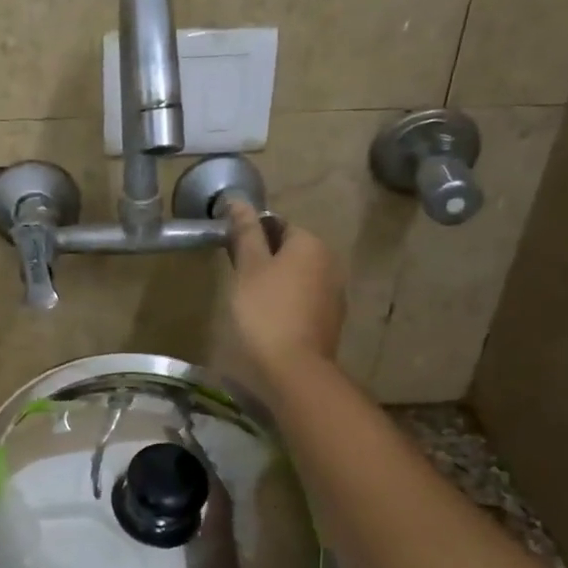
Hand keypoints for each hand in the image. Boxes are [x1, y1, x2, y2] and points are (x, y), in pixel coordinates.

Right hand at [225, 201, 345, 392]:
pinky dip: (288, 302)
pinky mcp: (331, 319)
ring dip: (277, 282)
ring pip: (298, 276)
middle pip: (290, 250)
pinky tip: (270, 319)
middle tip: (238, 279)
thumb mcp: (248, 267)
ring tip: (251, 301)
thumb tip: (238, 200)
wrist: (295, 368)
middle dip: (265, 259)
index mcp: (310, 244)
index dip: (252, 236)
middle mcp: (330, 262)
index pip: (277, 225)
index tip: (232, 254)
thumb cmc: (265, 311)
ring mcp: (335, 293)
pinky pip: (305, 299)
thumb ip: (245, 232)